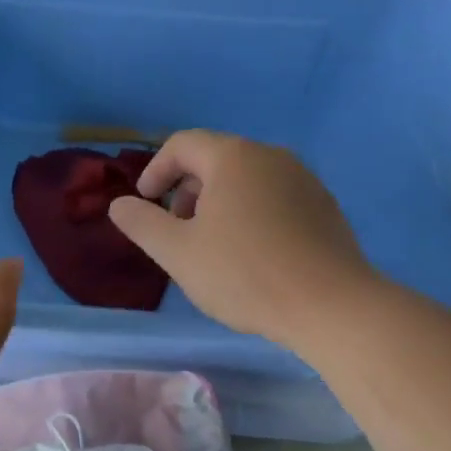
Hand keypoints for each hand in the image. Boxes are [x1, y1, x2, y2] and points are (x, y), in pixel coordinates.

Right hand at [108, 131, 376, 351]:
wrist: (331, 306)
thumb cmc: (245, 274)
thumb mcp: (178, 252)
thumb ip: (142, 223)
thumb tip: (119, 204)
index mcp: (233, 157)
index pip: (183, 144)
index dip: (155, 170)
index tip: (146, 204)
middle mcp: (271, 156)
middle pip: (216, 160)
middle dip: (187, 191)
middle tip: (178, 232)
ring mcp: (304, 180)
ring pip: (247, 180)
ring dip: (219, 204)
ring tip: (214, 248)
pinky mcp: (325, 206)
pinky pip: (275, 198)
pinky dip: (252, 214)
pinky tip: (254, 256)